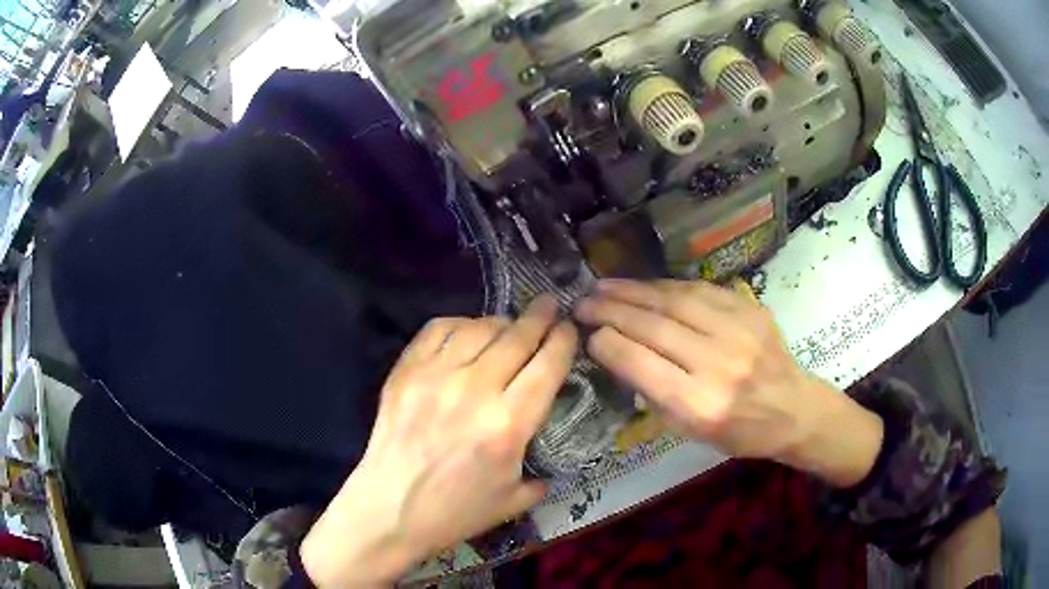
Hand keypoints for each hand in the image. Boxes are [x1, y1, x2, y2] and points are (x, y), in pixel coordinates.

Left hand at [301, 296, 575, 586]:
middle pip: (517, 337)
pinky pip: (437, 330)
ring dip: (502, 321)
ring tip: (511, 323)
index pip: (547, 366)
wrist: (390, 509)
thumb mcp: (513, 502)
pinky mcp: (406, 371)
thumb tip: (548, 456)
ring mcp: (436, 376)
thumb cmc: (454, 512)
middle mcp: (475, 390)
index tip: (569, 328)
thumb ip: (541, 475)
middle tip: (549, 303)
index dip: (563, 340)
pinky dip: (460, 323)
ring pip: (479, 328)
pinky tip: (468, 330)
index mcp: (508, 424)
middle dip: (540, 317)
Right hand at [575, 279, 881, 485]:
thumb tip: (618, 353)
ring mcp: (739, 331)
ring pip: (675, 300)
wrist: (793, 408)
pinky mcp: (750, 310)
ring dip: (633, 290)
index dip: (608, 344)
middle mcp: (720, 364)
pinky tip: (645, 285)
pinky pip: (700, 290)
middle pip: (655, 326)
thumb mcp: (690, 431)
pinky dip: (666, 286)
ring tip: (603, 285)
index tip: (587, 333)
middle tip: (582, 301)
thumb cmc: (739, 432)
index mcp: (701, 405)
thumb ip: (655, 393)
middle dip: (612, 310)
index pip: (643, 365)